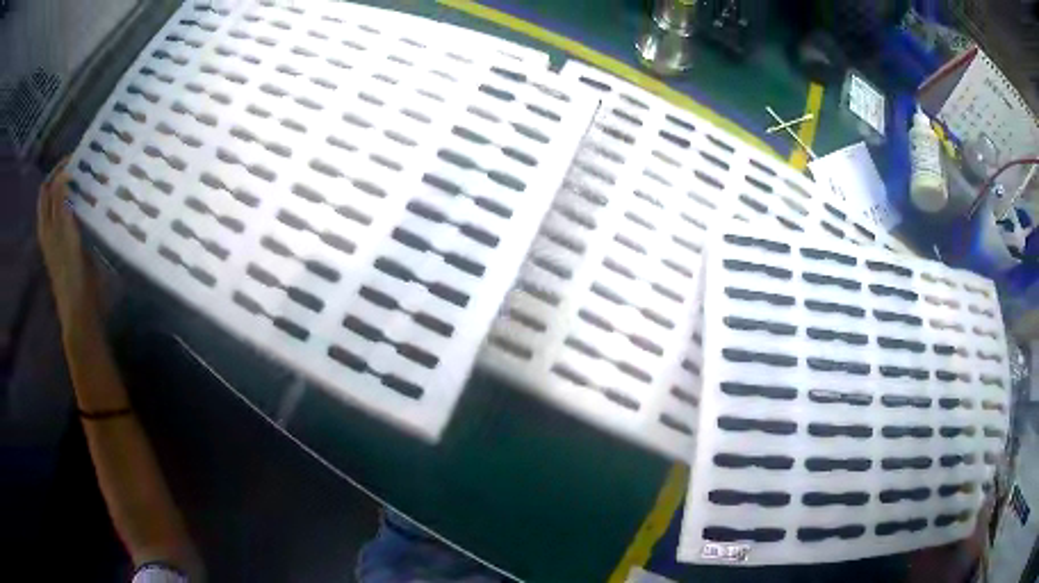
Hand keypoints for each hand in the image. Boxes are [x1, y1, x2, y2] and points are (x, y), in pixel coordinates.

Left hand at [37, 159, 100, 329]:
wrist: (79, 308)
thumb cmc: (70, 271)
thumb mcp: (64, 233)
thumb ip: (61, 203)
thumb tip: (63, 173)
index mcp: (46, 224)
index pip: (49, 186)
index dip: (60, 168)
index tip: (78, 155)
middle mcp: (50, 227)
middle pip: (53, 193)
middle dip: (65, 176)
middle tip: (82, 165)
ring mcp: (59, 237)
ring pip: (62, 203)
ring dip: (72, 189)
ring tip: (87, 179)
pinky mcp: (70, 245)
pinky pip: (71, 215)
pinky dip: (78, 203)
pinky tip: (89, 201)